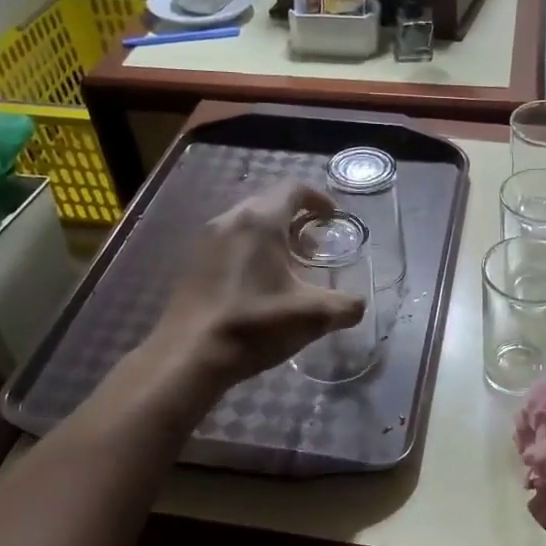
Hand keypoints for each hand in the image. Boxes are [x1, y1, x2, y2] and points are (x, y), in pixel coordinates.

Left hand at [151, 179, 366, 390]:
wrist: (188, 356)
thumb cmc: (253, 326)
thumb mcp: (313, 317)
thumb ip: (346, 306)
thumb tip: (356, 305)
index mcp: (260, 222)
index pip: (293, 189)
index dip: (319, 199)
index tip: (333, 218)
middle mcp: (230, 220)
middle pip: (270, 203)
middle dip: (297, 221)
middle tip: (316, 249)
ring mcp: (206, 240)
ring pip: (247, 224)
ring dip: (273, 237)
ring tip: (290, 268)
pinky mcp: (192, 263)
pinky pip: (230, 243)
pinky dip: (251, 252)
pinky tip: (259, 285)